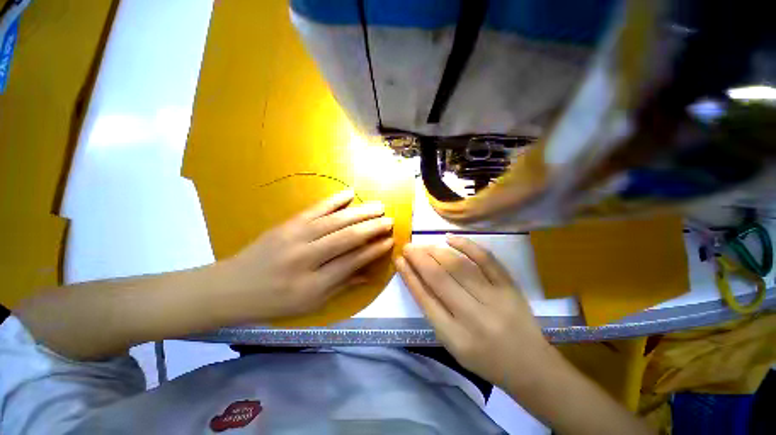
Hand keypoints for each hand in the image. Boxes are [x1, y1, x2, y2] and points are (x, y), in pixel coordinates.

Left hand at [217, 189, 393, 321]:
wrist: (232, 287)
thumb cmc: (274, 302)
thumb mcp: (310, 304)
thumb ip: (341, 286)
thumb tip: (369, 275)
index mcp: (313, 284)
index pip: (352, 262)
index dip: (373, 251)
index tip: (390, 241)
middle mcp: (306, 257)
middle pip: (347, 238)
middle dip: (372, 227)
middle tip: (389, 220)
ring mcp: (296, 237)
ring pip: (335, 221)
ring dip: (360, 212)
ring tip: (378, 206)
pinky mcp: (288, 224)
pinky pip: (316, 209)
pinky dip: (334, 200)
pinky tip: (349, 193)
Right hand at [396, 235, 559, 389]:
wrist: (530, 366)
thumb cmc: (484, 358)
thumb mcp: (452, 344)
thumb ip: (433, 312)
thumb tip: (416, 278)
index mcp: (454, 336)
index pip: (424, 298)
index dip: (409, 275)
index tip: (399, 260)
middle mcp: (473, 316)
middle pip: (439, 278)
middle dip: (419, 258)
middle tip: (408, 247)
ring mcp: (494, 299)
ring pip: (459, 266)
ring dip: (436, 251)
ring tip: (424, 245)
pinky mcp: (509, 287)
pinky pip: (486, 259)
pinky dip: (466, 245)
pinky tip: (450, 238)